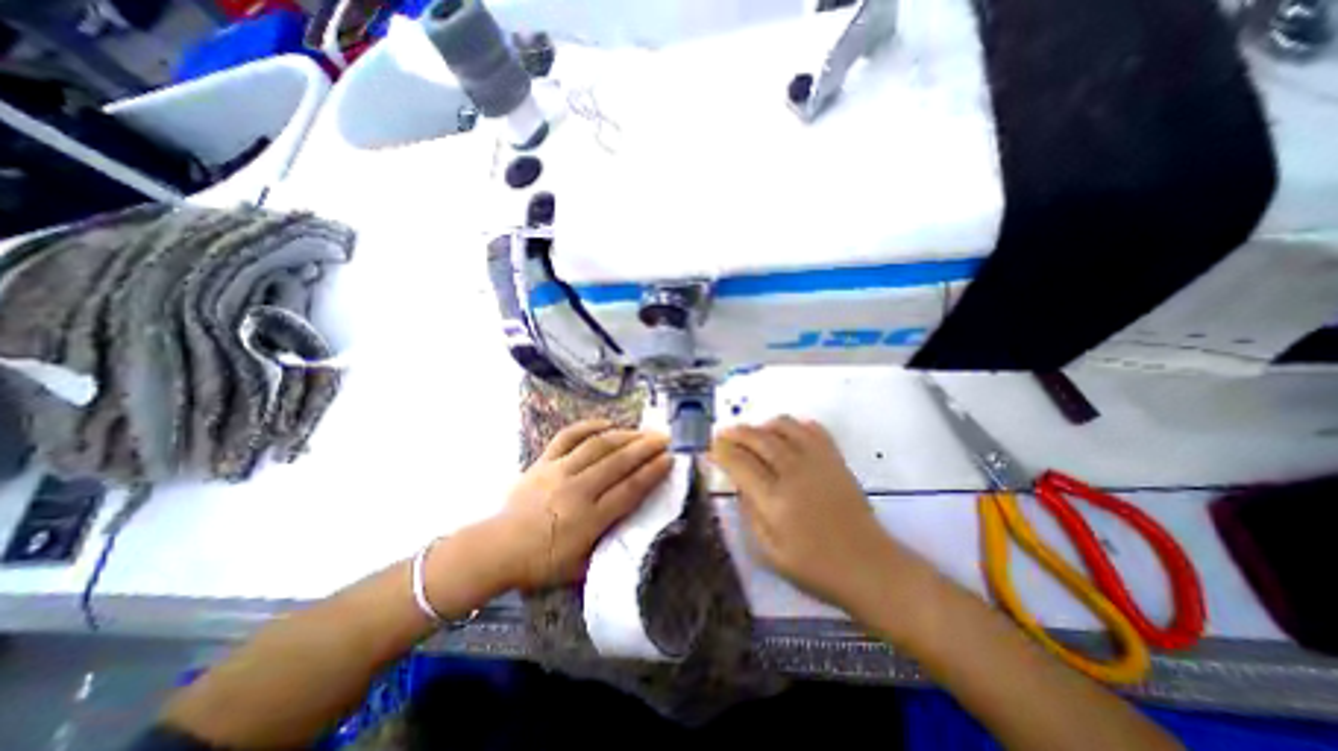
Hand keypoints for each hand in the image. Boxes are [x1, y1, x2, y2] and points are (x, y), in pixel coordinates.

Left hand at [497, 420, 673, 590]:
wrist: (497, 549)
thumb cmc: (542, 563)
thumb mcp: (581, 567)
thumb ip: (608, 545)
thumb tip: (635, 525)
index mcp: (588, 519)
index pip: (629, 490)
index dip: (652, 473)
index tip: (670, 459)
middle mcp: (577, 490)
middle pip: (618, 463)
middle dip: (646, 448)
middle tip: (664, 438)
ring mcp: (559, 472)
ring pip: (598, 446)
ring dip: (624, 436)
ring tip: (643, 431)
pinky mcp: (543, 461)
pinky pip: (568, 436)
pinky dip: (589, 426)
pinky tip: (606, 423)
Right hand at [715, 413, 902, 611]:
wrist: (869, 566)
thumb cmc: (815, 567)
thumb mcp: (769, 552)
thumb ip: (749, 512)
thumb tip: (739, 482)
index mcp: (775, 501)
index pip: (740, 463)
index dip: (722, 452)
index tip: (711, 448)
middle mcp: (795, 473)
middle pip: (758, 439)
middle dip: (736, 433)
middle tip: (723, 433)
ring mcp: (818, 462)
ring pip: (784, 426)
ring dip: (762, 425)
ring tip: (753, 434)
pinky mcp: (835, 459)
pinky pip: (812, 428)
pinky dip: (794, 425)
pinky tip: (785, 434)